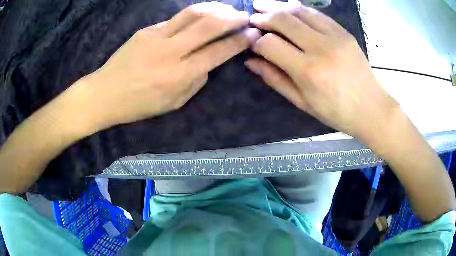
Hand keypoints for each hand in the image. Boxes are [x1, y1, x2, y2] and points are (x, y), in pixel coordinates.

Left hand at [81, 2, 259, 129]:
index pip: (218, 51)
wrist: (105, 93)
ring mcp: (156, 36)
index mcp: (180, 75)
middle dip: (232, 18)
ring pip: (193, 13)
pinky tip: (201, 16)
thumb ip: (196, 82)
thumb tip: (209, 63)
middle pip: (209, 25)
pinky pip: (175, 19)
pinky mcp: (146, 30)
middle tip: (245, 16)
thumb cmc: (138, 105)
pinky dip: (194, 15)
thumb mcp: (173, 104)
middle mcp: (171, 52)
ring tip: (227, 10)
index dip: (239, 41)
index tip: (252, 34)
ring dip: (215, 8)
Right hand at [245, 0, 397, 139]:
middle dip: (263, 17)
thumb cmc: (336, 112)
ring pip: (299, 10)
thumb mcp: (302, 102)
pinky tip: (288, 9)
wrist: (371, 107)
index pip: (270, 44)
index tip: (253, 43)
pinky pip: (316, 13)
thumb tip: (251, 62)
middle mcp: (320, 47)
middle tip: (253, 18)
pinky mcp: (344, 32)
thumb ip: (275, 79)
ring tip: (263, 6)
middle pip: (282, 20)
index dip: (256, 42)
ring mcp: (334, 36)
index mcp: (307, 71)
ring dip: (278, 6)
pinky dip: (299, 9)